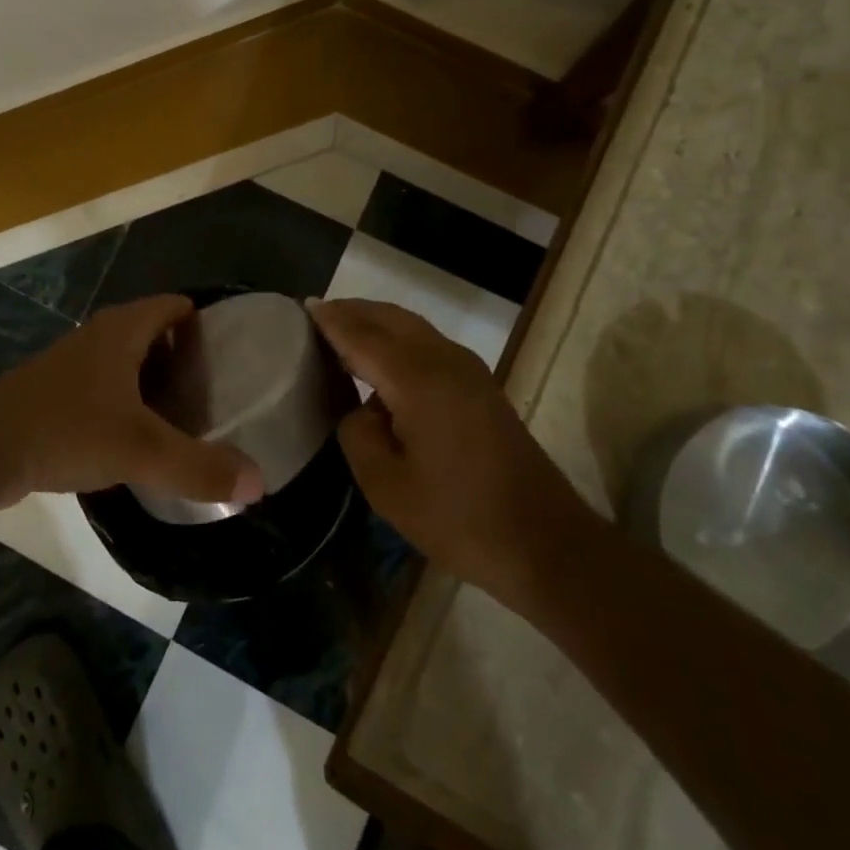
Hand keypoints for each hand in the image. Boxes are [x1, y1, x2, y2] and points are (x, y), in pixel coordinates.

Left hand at [0, 295, 265, 509]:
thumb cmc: (65, 430)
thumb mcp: (140, 450)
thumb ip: (199, 467)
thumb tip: (258, 482)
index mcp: (121, 331)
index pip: (173, 306)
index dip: (204, 320)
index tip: (233, 352)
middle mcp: (97, 337)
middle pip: (152, 332)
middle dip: (184, 355)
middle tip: (217, 389)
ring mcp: (71, 365)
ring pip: (125, 361)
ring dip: (153, 380)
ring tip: (186, 414)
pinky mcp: (53, 394)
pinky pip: (103, 388)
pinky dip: (126, 402)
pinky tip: (137, 438)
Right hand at [308, 297, 602, 609]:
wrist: (546, 543)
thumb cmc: (460, 518)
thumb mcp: (387, 487)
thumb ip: (358, 434)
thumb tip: (361, 409)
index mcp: (417, 379)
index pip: (362, 335)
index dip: (331, 320)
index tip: (303, 306)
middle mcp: (443, 360)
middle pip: (389, 318)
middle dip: (353, 311)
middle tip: (318, 315)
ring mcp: (468, 370)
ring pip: (411, 326)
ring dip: (377, 322)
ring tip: (344, 330)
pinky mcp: (480, 385)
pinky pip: (428, 342)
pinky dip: (397, 337)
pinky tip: (382, 359)